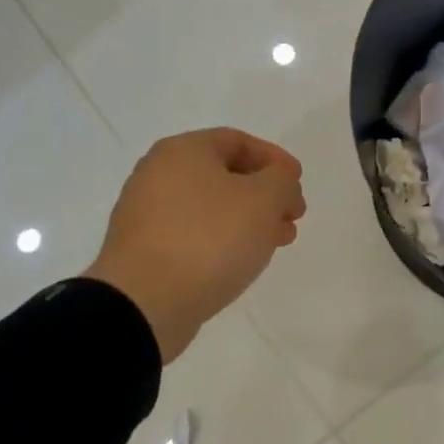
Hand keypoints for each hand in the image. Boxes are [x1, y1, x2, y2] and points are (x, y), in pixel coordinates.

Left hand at [85, 128, 305, 362]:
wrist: (145, 302)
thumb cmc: (209, 238)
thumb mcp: (263, 199)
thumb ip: (281, 181)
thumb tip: (279, 182)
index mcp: (183, 151)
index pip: (237, 141)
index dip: (275, 159)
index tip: (298, 182)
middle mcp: (158, 174)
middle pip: (224, 175)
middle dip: (265, 194)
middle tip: (293, 216)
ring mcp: (147, 215)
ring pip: (211, 208)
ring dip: (249, 220)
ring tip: (276, 243)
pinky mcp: (145, 251)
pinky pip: (194, 235)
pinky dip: (224, 241)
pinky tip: (243, 260)